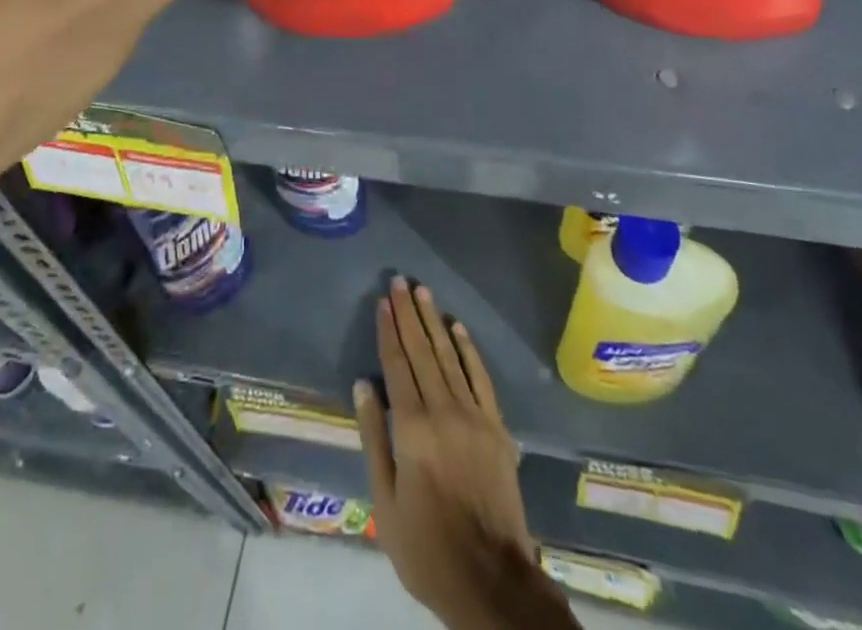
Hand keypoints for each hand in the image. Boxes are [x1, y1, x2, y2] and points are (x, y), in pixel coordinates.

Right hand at [355, 279, 570, 629]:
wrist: (491, 580)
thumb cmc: (427, 547)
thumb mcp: (385, 502)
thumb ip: (374, 438)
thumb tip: (363, 385)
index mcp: (412, 429)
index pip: (397, 365)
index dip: (388, 331)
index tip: (383, 301)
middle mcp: (444, 411)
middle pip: (422, 351)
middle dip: (409, 314)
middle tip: (400, 281)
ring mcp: (474, 416)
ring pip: (450, 357)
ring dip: (435, 322)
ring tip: (423, 292)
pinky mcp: (497, 428)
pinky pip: (480, 378)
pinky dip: (468, 350)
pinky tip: (458, 328)